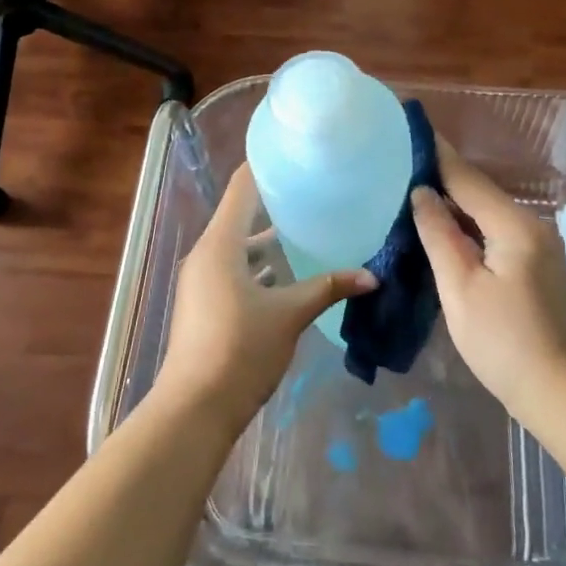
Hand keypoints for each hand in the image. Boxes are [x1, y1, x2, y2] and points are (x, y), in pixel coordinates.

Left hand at [156, 164, 374, 427]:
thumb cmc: (240, 350)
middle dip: (278, 204)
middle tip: (318, 194)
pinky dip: (262, 266)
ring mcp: (203, 279)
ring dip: (271, 240)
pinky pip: (236, 269)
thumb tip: (371, 276)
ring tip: (313, 229)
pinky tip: (293, 274)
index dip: (269, 167)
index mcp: (221, 243)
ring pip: (241, 246)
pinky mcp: (206, 302)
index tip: (301, 156)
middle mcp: (207, 253)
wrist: (195, 408)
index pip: (243, 187)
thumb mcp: (289, 315)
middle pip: (242, 214)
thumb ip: (328, 288)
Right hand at [411, 141, 565, 413]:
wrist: (563, 392)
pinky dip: (467, 226)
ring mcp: (538, 247)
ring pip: (487, 213)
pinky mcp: (536, 267)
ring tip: (412, 190)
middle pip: (479, 191)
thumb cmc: (504, 341)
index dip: (436, 153)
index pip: (466, 177)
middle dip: (442, 176)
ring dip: (453, 202)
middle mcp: (531, 225)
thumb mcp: (460, 287)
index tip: (410, 127)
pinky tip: (443, 229)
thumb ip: (438, 234)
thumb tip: (422, 193)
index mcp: (513, 224)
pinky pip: (495, 232)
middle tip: (399, 163)